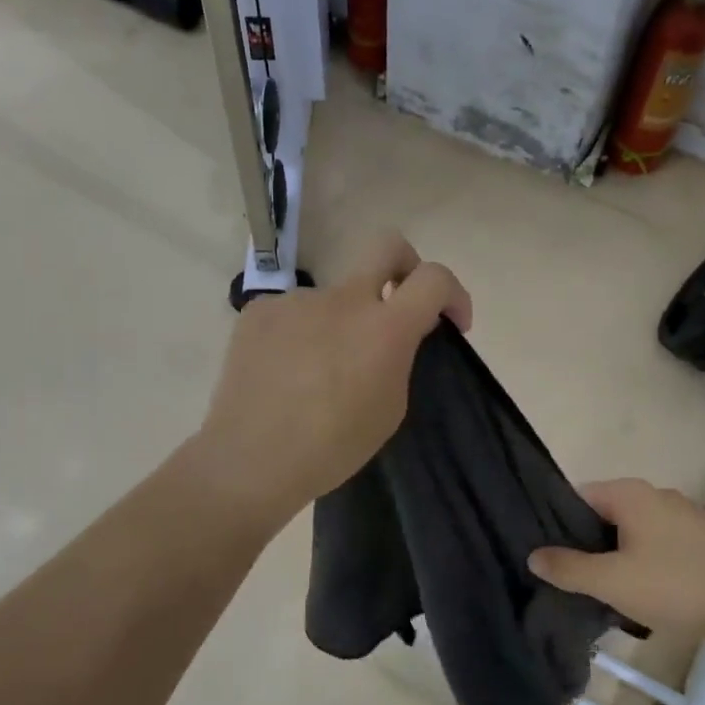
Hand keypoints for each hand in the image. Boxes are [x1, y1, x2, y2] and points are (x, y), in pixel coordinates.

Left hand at [192, 233, 470, 526]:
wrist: (251, 459)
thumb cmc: (332, 447)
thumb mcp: (389, 408)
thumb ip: (399, 358)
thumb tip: (393, 336)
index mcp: (384, 328)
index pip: (434, 278)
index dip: (453, 293)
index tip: (451, 322)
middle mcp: (343, 299)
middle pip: (386, 245)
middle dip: (405, 264)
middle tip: (399, 301)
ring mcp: (296, 300)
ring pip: (333, 298)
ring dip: (339, 322)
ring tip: (318, 370)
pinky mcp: (259, 310)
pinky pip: (294, 313)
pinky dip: (300, 334)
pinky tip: (286, 371)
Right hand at [528, 479, 704, 647]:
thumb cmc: (675, 586)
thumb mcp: (611, 581)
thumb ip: (568, 568)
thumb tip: (534, 556)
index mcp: (630, 493)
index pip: (578, 496)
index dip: (558, 524)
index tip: (549, 555)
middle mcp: (656, 494)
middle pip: (605, 513)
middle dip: (588, 543)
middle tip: (575, 577)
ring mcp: (684, 514)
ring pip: (633, 530)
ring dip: (618, 555)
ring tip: (608, 589)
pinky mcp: (703, 538)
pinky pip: (659, 542)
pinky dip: (646, 560)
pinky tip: (647, 591)